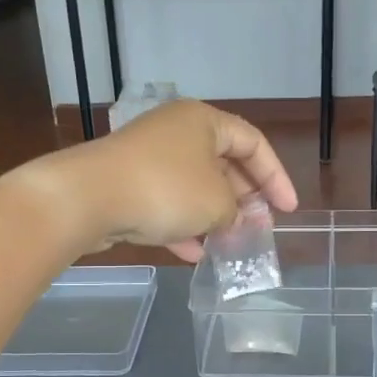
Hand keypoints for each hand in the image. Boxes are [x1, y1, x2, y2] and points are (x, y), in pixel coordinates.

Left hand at [36, 100, 297, 260]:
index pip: (253, 143)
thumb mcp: (217, 204)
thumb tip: (233, 220)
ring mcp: (148, 158)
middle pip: (223, 164)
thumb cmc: (165, 190)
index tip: (288, 211)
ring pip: (193, 187)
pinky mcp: (127, 184)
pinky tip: (195, 254)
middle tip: (258, 229)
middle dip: (243, 200)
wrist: (88, 198)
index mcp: (204, 121)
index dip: (276, 178)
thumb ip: (236, 212)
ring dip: (214, 217)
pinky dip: (183, 226)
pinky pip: (166, 204)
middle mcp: (176, 132)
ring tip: (231, 245)